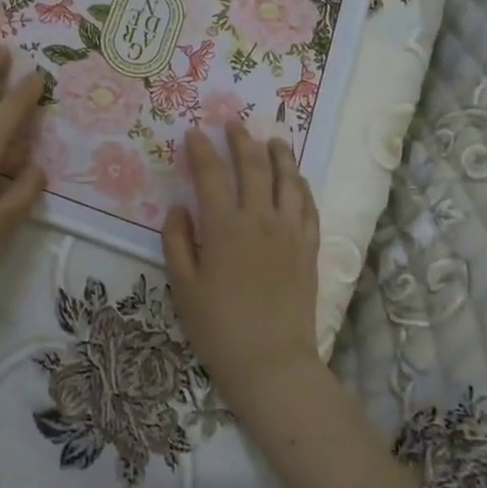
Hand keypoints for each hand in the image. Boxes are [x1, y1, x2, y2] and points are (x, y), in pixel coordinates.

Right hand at [162, 123, 321, 413]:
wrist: (272, 363)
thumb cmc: (219, 328)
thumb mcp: (183, 287)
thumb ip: (177, 242)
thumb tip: (179, 208)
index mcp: (224, 227)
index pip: (211, 175)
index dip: (201, 150)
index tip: (194, 134)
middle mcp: (260, 219)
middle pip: (253, 166)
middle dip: (241, 140)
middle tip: (233, 124)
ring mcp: (289, 231)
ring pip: (288, 179)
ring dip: (279, 155)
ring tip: (272, 140)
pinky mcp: (308, 248)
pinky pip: (308, 206)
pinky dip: (301, 186)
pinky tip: (297, 179)